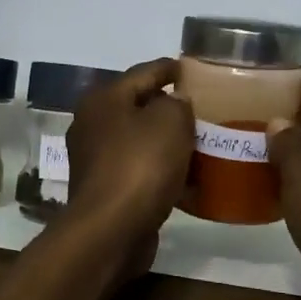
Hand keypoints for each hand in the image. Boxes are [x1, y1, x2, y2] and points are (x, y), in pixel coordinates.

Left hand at [64, 57, 194, 280]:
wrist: (111, 231)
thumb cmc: (140, 166)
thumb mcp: (170, 121)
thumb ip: (178, 103)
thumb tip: (175, 103)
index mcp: (104, 99)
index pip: (144, 72)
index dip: (172, 68)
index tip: (196, 69)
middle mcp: (94, 124)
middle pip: (140, 107)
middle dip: (172, 109)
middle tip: (206, 110)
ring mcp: (97, 159)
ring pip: (142, 142)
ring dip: (169, 143)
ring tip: (204, 145)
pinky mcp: (107, 190)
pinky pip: (141, 171)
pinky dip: (163, 172)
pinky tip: (191, 180)